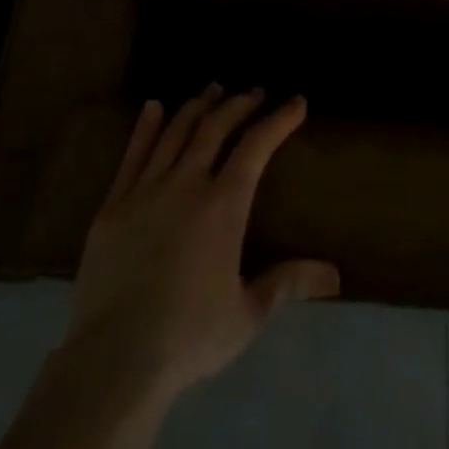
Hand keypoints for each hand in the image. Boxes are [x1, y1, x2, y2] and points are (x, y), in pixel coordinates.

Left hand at [64, 85, 340, 403]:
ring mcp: (145, 191)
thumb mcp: (248, 313)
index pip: (256, 147)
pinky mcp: (113, 206)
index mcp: (223, 206)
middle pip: (215, 128)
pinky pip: (132, 155)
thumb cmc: (190, 336)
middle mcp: (186, 185)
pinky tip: (154, 107)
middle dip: (238, 104)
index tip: (295, 102)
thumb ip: (288, 283)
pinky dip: (146, 127)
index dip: (278, 120)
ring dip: (197, 107)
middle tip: (254, 92)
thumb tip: (335, 275)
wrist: (115, 358)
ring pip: (175, 133)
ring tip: (212, 90)